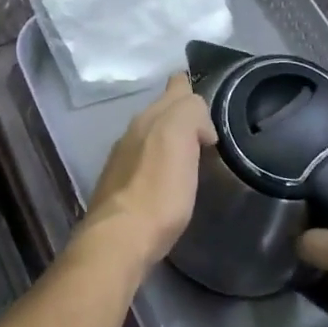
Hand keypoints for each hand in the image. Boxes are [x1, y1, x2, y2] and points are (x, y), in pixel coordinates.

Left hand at [83, 75, 217, 271]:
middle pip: (160, 112)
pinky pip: (145, 162)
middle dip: (180, 113)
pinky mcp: (120, 188)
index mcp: (150, 118)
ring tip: (192, 153)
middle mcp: (133, 132)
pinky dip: (159, 163)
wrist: (120, 238)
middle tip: (206, 129)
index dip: (190, 88)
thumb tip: (199, 125)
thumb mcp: (180, 138)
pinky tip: (169, 179)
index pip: (175, 88)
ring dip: (168, 140)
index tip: (207, 101)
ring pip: (150, 137)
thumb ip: (190, 113)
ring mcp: (122, 160)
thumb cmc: (158, 190)